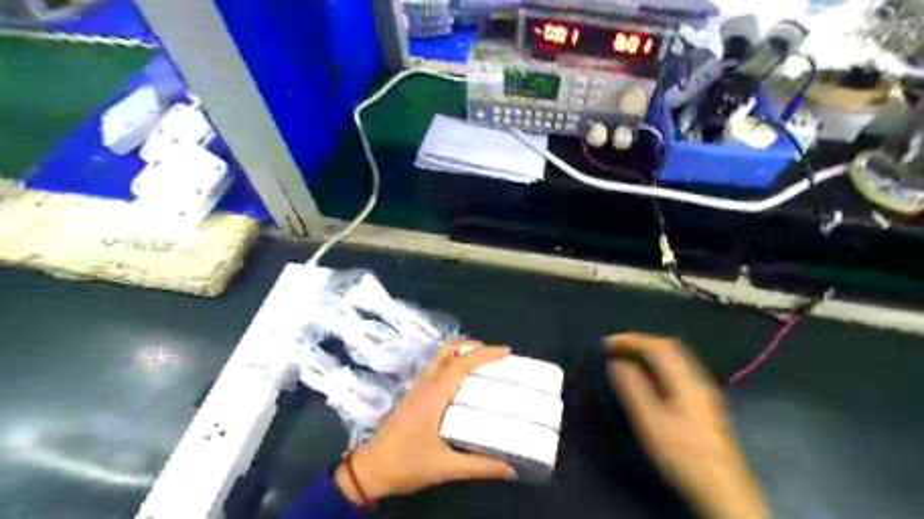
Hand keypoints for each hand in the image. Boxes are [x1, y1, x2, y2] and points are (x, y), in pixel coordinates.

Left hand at [336, 338, 516, 505]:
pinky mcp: (413, 395)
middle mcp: (425, 386)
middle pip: (448, 351)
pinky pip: (436, 369)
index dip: (484, 354)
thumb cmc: (406, 464)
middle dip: (472, 347)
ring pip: (440, 358)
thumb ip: (479, 466)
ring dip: (462, 353)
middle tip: (495, 355)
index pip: (461, 364)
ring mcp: (417, 389)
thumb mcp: (445, 467)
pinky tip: (463, 381)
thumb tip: (509, 468)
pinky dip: (453, 364)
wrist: (369, 470)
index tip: (506, 351)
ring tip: (483, 363)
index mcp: (433, 396)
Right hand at [611, 335, 769, 517]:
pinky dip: (657, 367)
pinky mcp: (703, 404)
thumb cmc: (685, 457)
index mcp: (687, 382)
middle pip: (670, 348)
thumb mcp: (652, 424)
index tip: (607, 344)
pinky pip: (677, 372)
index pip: (659, 347)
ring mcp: (703, 392)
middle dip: (640, 343)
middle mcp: (698, 381)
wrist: (725, 492)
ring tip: (626, 360)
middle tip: (616, 349)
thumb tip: (617, 363)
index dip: (632, 340)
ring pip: (675, 360)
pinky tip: (647, 380)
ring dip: (649, 354)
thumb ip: (634, 390)